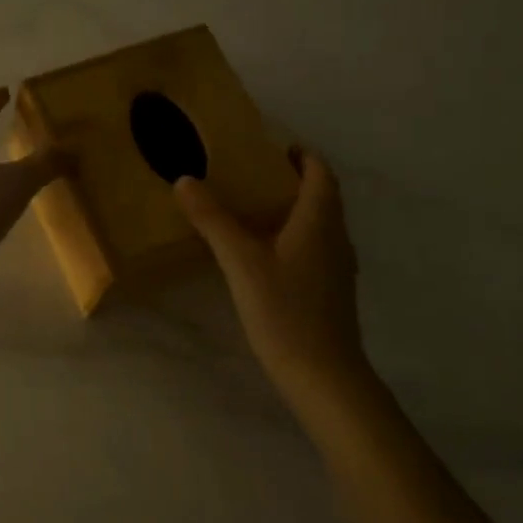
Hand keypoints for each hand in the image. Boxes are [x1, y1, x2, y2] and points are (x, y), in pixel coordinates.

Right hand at [174, 149, 371, 395]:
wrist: (323, 376)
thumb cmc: (285, 311)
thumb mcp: (241, 262)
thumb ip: (213, 220)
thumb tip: (185, 180)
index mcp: (319, 222)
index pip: (320, 174)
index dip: (302, 155)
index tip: (274, 146)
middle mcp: (335, 239)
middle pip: (321, 197)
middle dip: (293, 179)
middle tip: (253, 174)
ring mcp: (336, 268)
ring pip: (318, 224)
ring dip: (292, 209)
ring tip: (253, 208)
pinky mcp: (329, 291)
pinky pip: (313, 247)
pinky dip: (292, 236)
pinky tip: (263, 253)